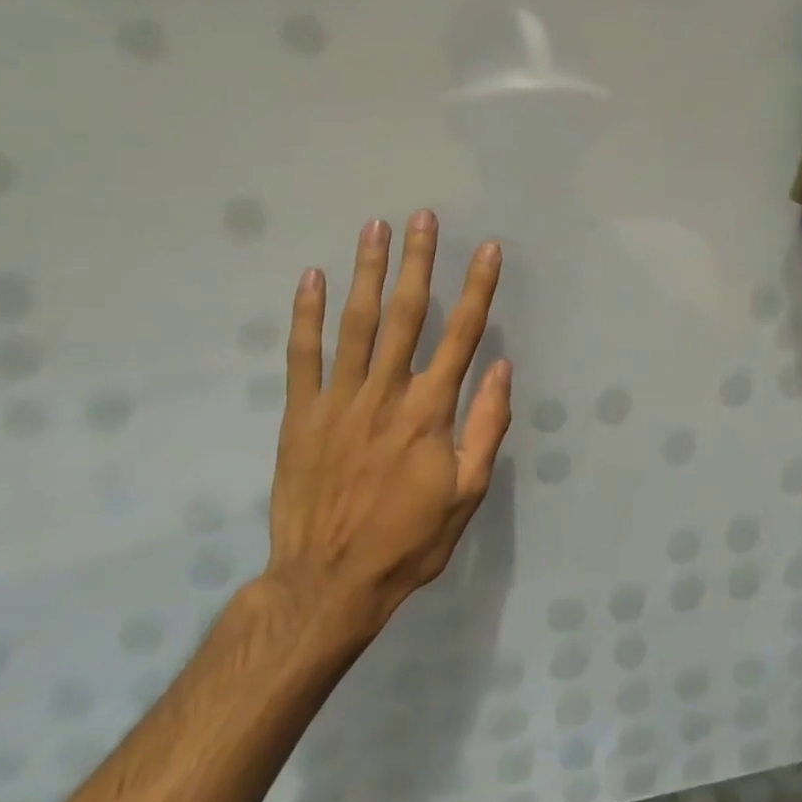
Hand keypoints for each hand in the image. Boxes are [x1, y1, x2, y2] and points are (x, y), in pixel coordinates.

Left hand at [262, 210, 512, 643]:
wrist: (326, 584)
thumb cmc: (408, 541)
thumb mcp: (467, 493)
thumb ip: (486, 426)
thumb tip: (500, 367)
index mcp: (429, 412)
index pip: (461, 335)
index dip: (477, 289)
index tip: (486, 249)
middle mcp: (385, 394)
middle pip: (405, 315)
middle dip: (416, 262)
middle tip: (421, 217)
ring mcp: (338, 401)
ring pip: (354, 323)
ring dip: (366, 272)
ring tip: (373, 228)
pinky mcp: (300, 415)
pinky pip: (302, 356)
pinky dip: (306, 315)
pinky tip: (312, 278)